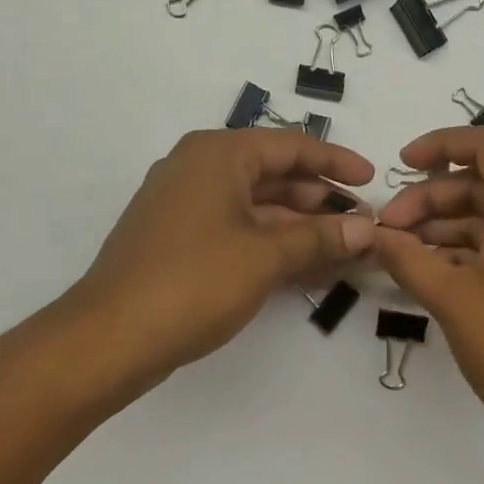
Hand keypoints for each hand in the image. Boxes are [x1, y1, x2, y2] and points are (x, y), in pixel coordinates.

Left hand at [70, 129, 375, 377]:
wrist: (110, 337)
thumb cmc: (194, 281)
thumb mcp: (266, 256)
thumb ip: (320, 238)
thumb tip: (367, 229)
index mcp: (218, 154)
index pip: (291, 146)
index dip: (336, 162)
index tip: (372, 180)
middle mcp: (199, 168)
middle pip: (274, 174)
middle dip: (320, 199)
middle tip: (362, 223)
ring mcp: (185, 204)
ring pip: (256, 204)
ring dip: (300, 225)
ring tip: (343, 246)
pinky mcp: (178, 239)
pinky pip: (237, 227)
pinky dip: (272, 241)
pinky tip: (304, 263)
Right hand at [373, 127, 483, 439]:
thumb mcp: (453, 297)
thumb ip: (407, 257)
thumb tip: (374, 234)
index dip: (439, 146)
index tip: (398, 163)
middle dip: (432, 199)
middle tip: (388, 227)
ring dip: (446, 227)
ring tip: (400, 250)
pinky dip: (470, 251)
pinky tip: (430, 268)